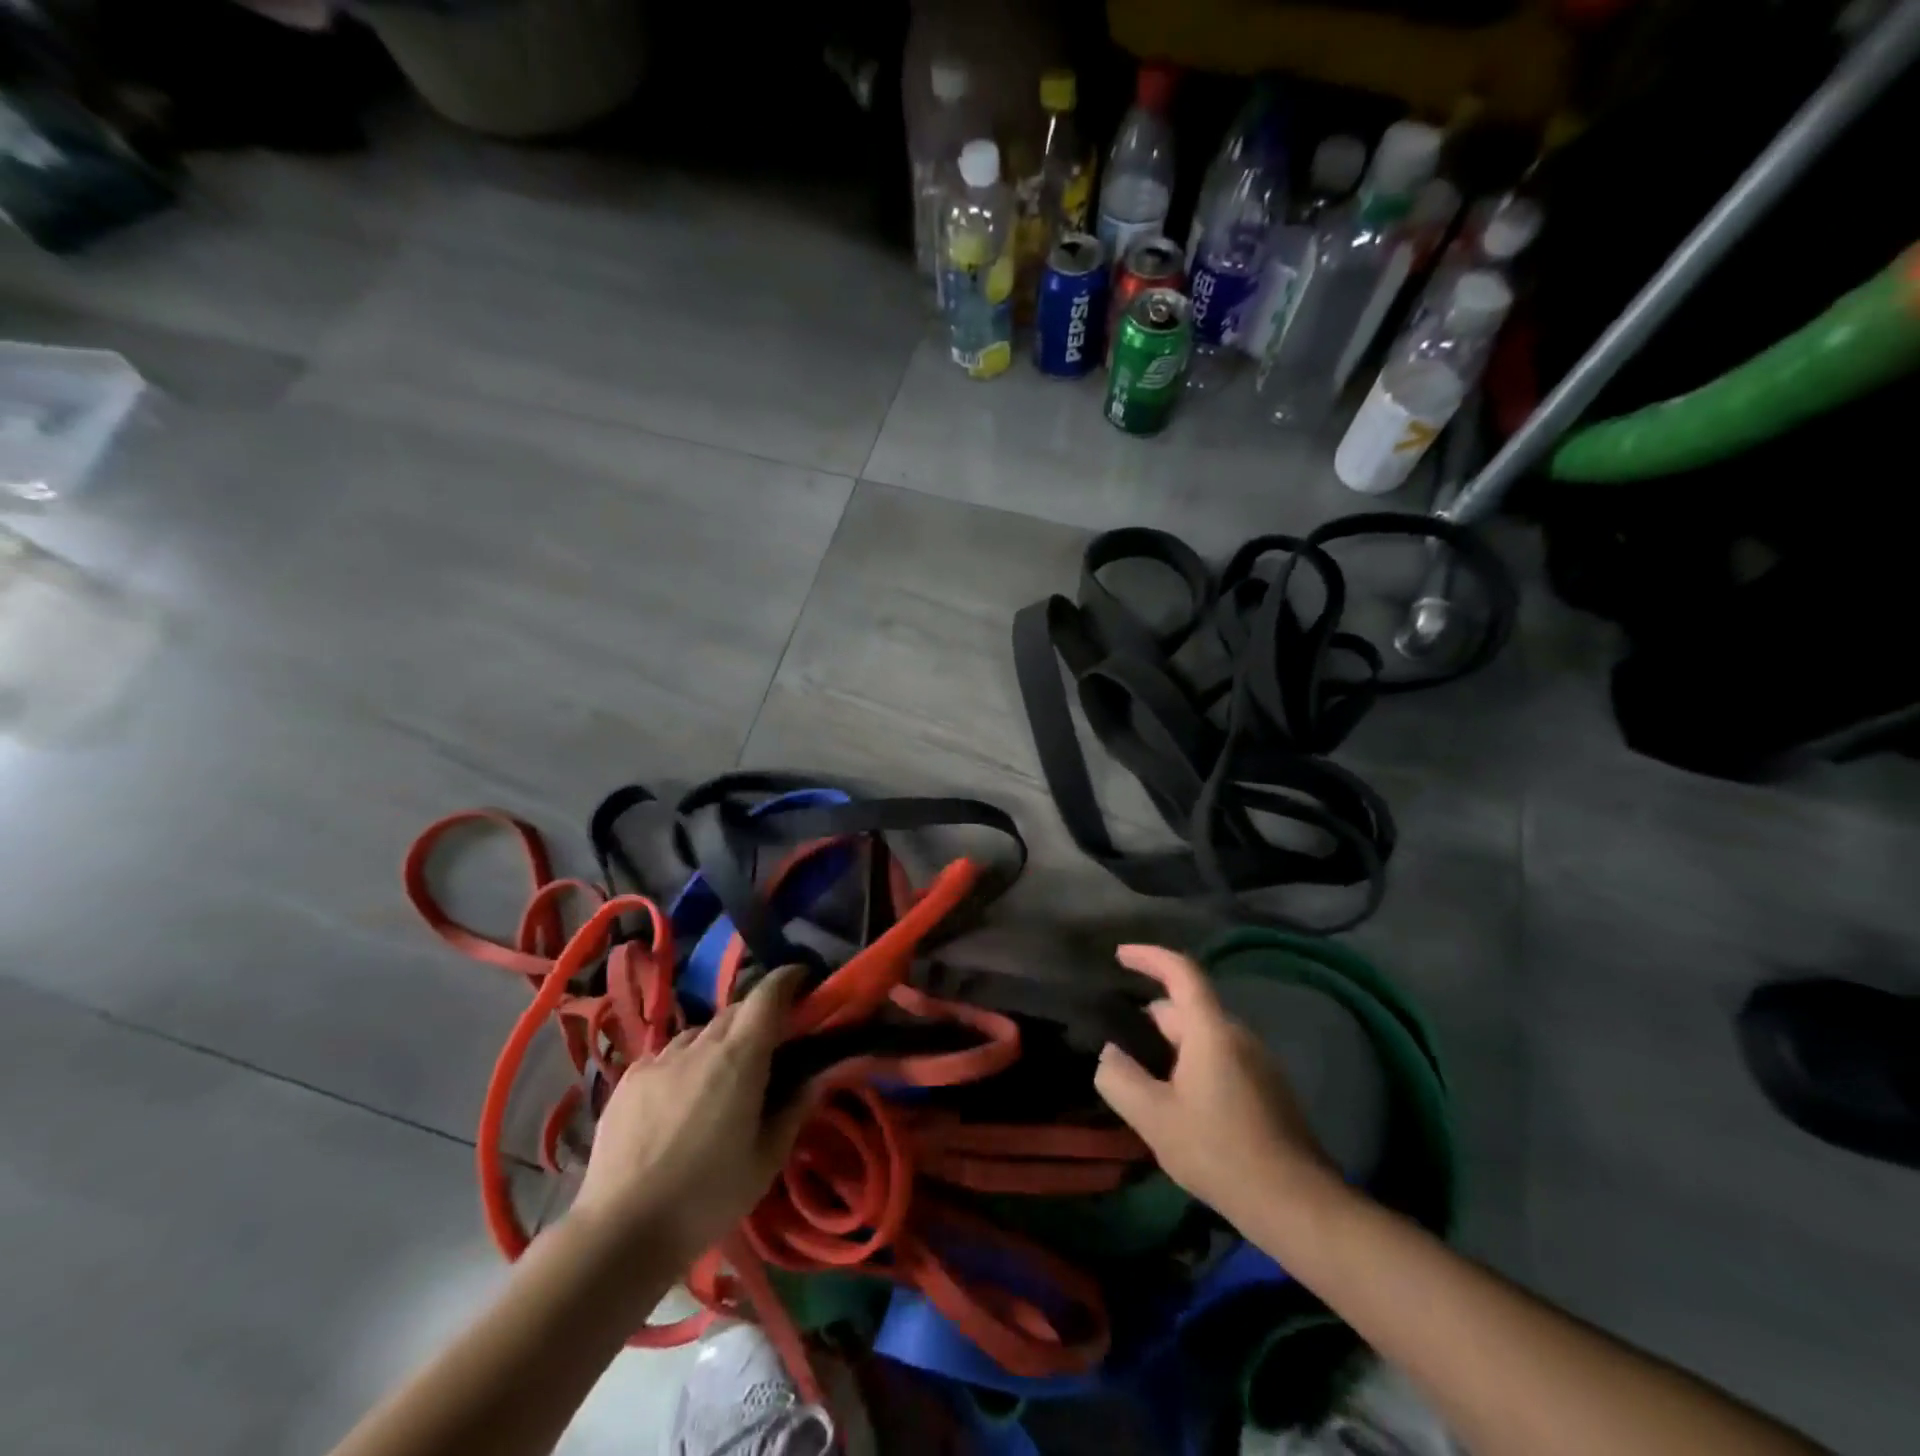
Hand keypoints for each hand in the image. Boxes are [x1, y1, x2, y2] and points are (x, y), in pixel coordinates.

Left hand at [572, 964, 808, 1265]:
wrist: (620, 1232)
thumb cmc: (706, 1198)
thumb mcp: (765, 1160)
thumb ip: (795, 1110)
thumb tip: (821, 1076)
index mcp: (740, 1057)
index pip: (767, 996)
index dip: (787, 980)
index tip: (802, 980)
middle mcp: (699, 1046)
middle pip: (735, 1011)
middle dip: (756, 1017)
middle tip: (768, 1045)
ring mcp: (658, 1060)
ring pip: (698, 1034)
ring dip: (718, 1042)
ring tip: (720, 1078)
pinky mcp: (628, 1080)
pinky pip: (666, 1056)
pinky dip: (683, 1064)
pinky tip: (680, 1099)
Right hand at [1094, 944, 1334, 1230]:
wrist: (1297, 1205)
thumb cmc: (1220, 1152)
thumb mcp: (1155, 1118)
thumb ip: (1120, 1079)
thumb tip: (1109, 1054)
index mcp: (1211, 1031)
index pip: (1181, 972)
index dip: (1149, 956)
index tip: (1119, 956)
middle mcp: (1238, 1035)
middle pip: (1188, 1008)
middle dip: (1149, 1016)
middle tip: (1116, 1038)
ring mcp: (1258, 1062)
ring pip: (1203, 1036)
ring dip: (1170, 1044)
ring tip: (1140, 1075)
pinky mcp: (1267, 1089)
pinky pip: (1219, 1059)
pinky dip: (1190, 1063)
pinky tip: (1175, 1101)